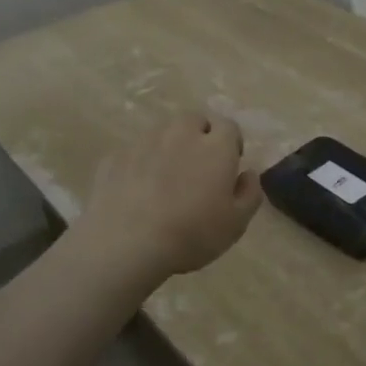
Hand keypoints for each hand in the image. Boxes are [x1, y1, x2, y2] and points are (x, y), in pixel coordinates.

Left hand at [73, 111, 262, 279]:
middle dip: (199, 135)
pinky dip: (140, 163)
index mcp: (215, 146)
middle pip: (194, 120)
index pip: (228, 126)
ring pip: (162, 132)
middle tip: (198, 167)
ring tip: (166, 177)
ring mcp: (144, 142)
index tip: (229, 165)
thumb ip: (250, 193)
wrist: (126, 244)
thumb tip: (249, 173)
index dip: (231, 143)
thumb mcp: (236, 224)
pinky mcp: (115, 156)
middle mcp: (181, 134)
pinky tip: (137, 190)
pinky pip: (135, 152)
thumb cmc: (191, 234)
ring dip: (169, 146)